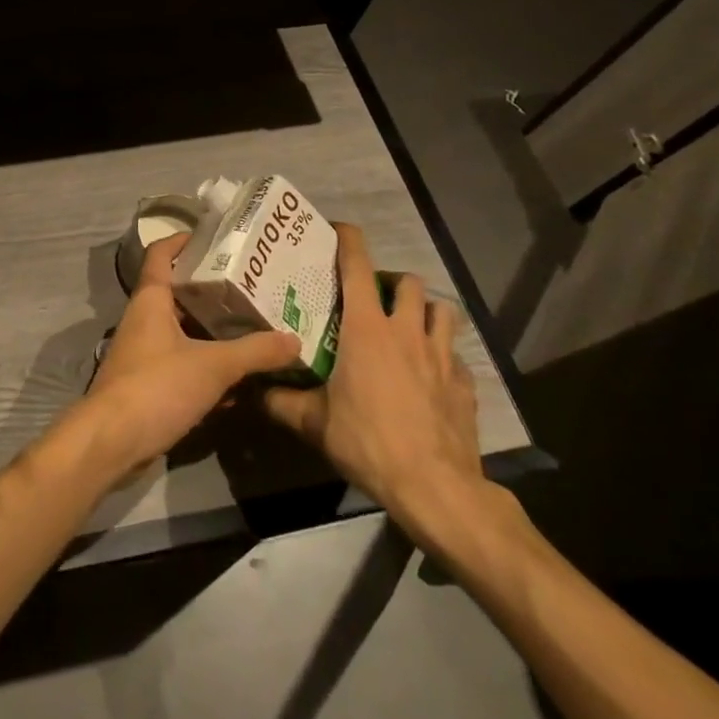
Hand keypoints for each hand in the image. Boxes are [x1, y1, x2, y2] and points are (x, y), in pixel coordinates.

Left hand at [80, 234, 299, 482]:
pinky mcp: (149, 383)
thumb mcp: (212, 366)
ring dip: (212, 330)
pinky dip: (207, 365)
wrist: (113, 441)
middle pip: (178, 293)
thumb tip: (294, 340)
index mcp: (150, 300)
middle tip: (251, 285)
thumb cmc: (157, 386)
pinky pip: (182, 363)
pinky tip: (238, 377)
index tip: (212, 235)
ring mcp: (144, 352)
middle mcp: (144, 319)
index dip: (181, 240)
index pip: (160, 254)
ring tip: (253, 325)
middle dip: (211, 289)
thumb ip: (254, 352)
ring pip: (183, 330)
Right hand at [263, 223, 487, 545]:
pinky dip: (445, 357)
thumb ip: (280, 400)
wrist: (436, 488)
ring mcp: (443, 357)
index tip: (338, 230)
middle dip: (393, 283)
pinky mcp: (466, 385)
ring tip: (408, 330)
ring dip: (425, 312)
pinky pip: (458, 357)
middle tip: (374, 301)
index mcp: (367, 328)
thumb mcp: (313, 422)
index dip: (349, 240)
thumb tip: (252, 390)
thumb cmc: (368, 441)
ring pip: (442, 311)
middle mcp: (407, 331)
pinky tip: (431, 377)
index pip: (358, 266)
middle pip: (409, 282)